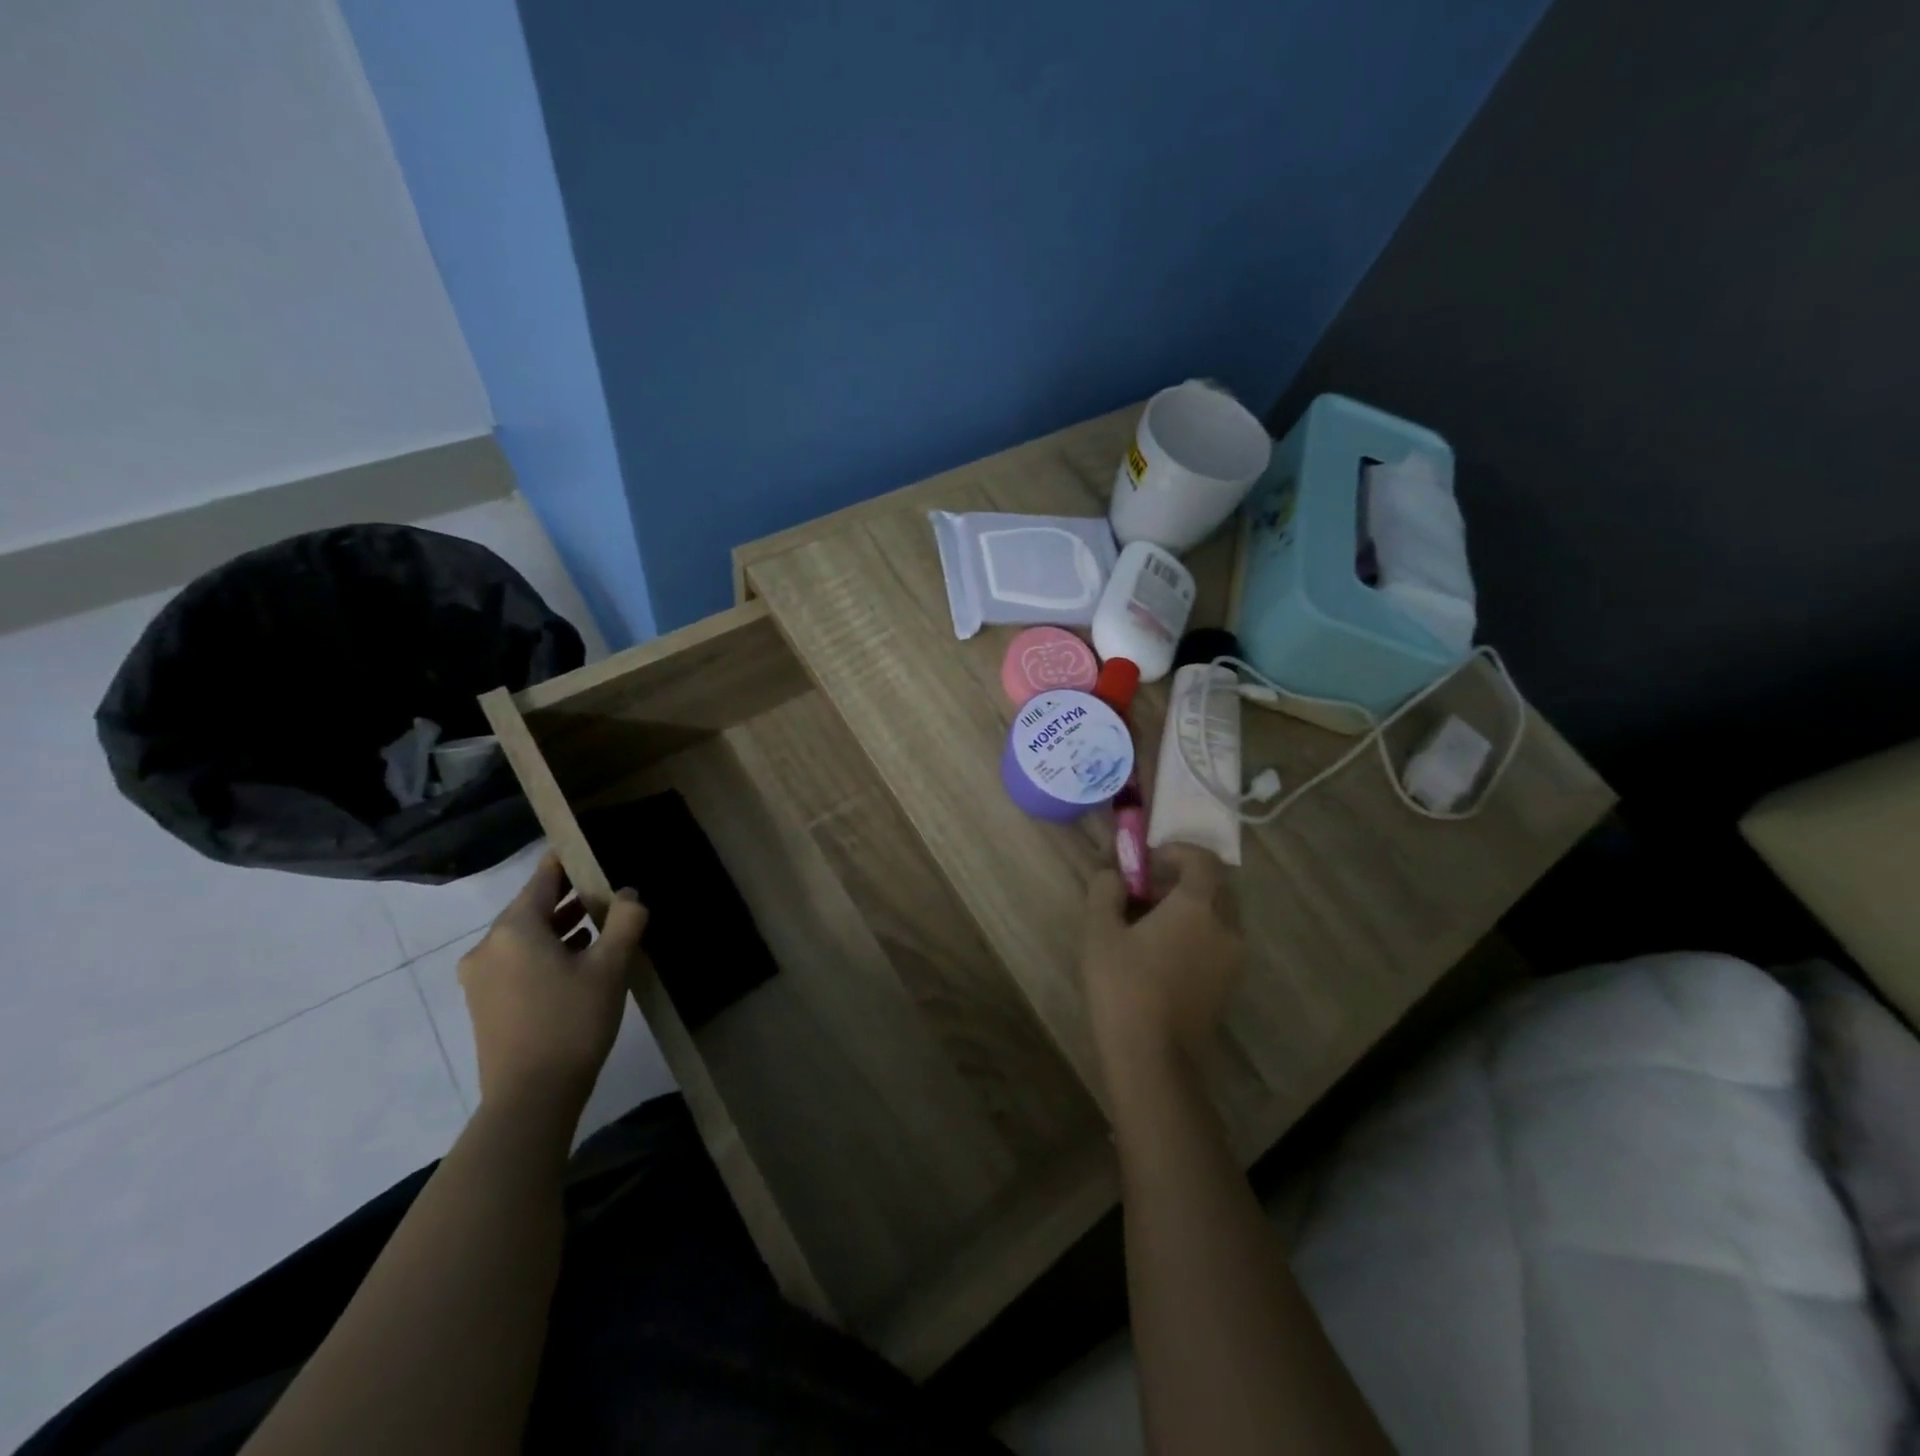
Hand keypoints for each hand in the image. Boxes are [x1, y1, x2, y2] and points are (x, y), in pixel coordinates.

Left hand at [458, 855, 646, 1116]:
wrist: (530, 1099)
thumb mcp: (610, 967)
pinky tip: (579, 959)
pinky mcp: (485, 1003)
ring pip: (526, 936)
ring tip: (602, 923)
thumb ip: (625, 920)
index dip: (567, 860)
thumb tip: (630, 893)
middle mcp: (489, 947)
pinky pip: (518, 960)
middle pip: (532, 907)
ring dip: (560, 927)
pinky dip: (547, 952)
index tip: (592, 847)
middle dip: (570, 897)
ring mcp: (481, 978)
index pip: (542, 878)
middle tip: (609, 888)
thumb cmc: (571, 1022)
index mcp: (514, 929)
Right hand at [1081, 844, 1243, 1083]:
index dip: (1176, 851)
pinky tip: (1164, 953)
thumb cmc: (1123, 986)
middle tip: (1146, 890)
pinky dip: (1198, 933)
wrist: (1153, 1058)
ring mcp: (1233, 958)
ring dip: (1191, 907)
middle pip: (1215, 886)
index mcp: (1198, 906)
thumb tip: (1113, 875)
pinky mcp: (1229, 985)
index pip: (1203, 859)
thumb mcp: (1099, 931)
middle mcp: (1226, 926)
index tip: (1148, 862)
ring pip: (1219, 915)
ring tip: (1152, 923)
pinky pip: (1219, 941)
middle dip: (1183, 879)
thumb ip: (1105, 891)